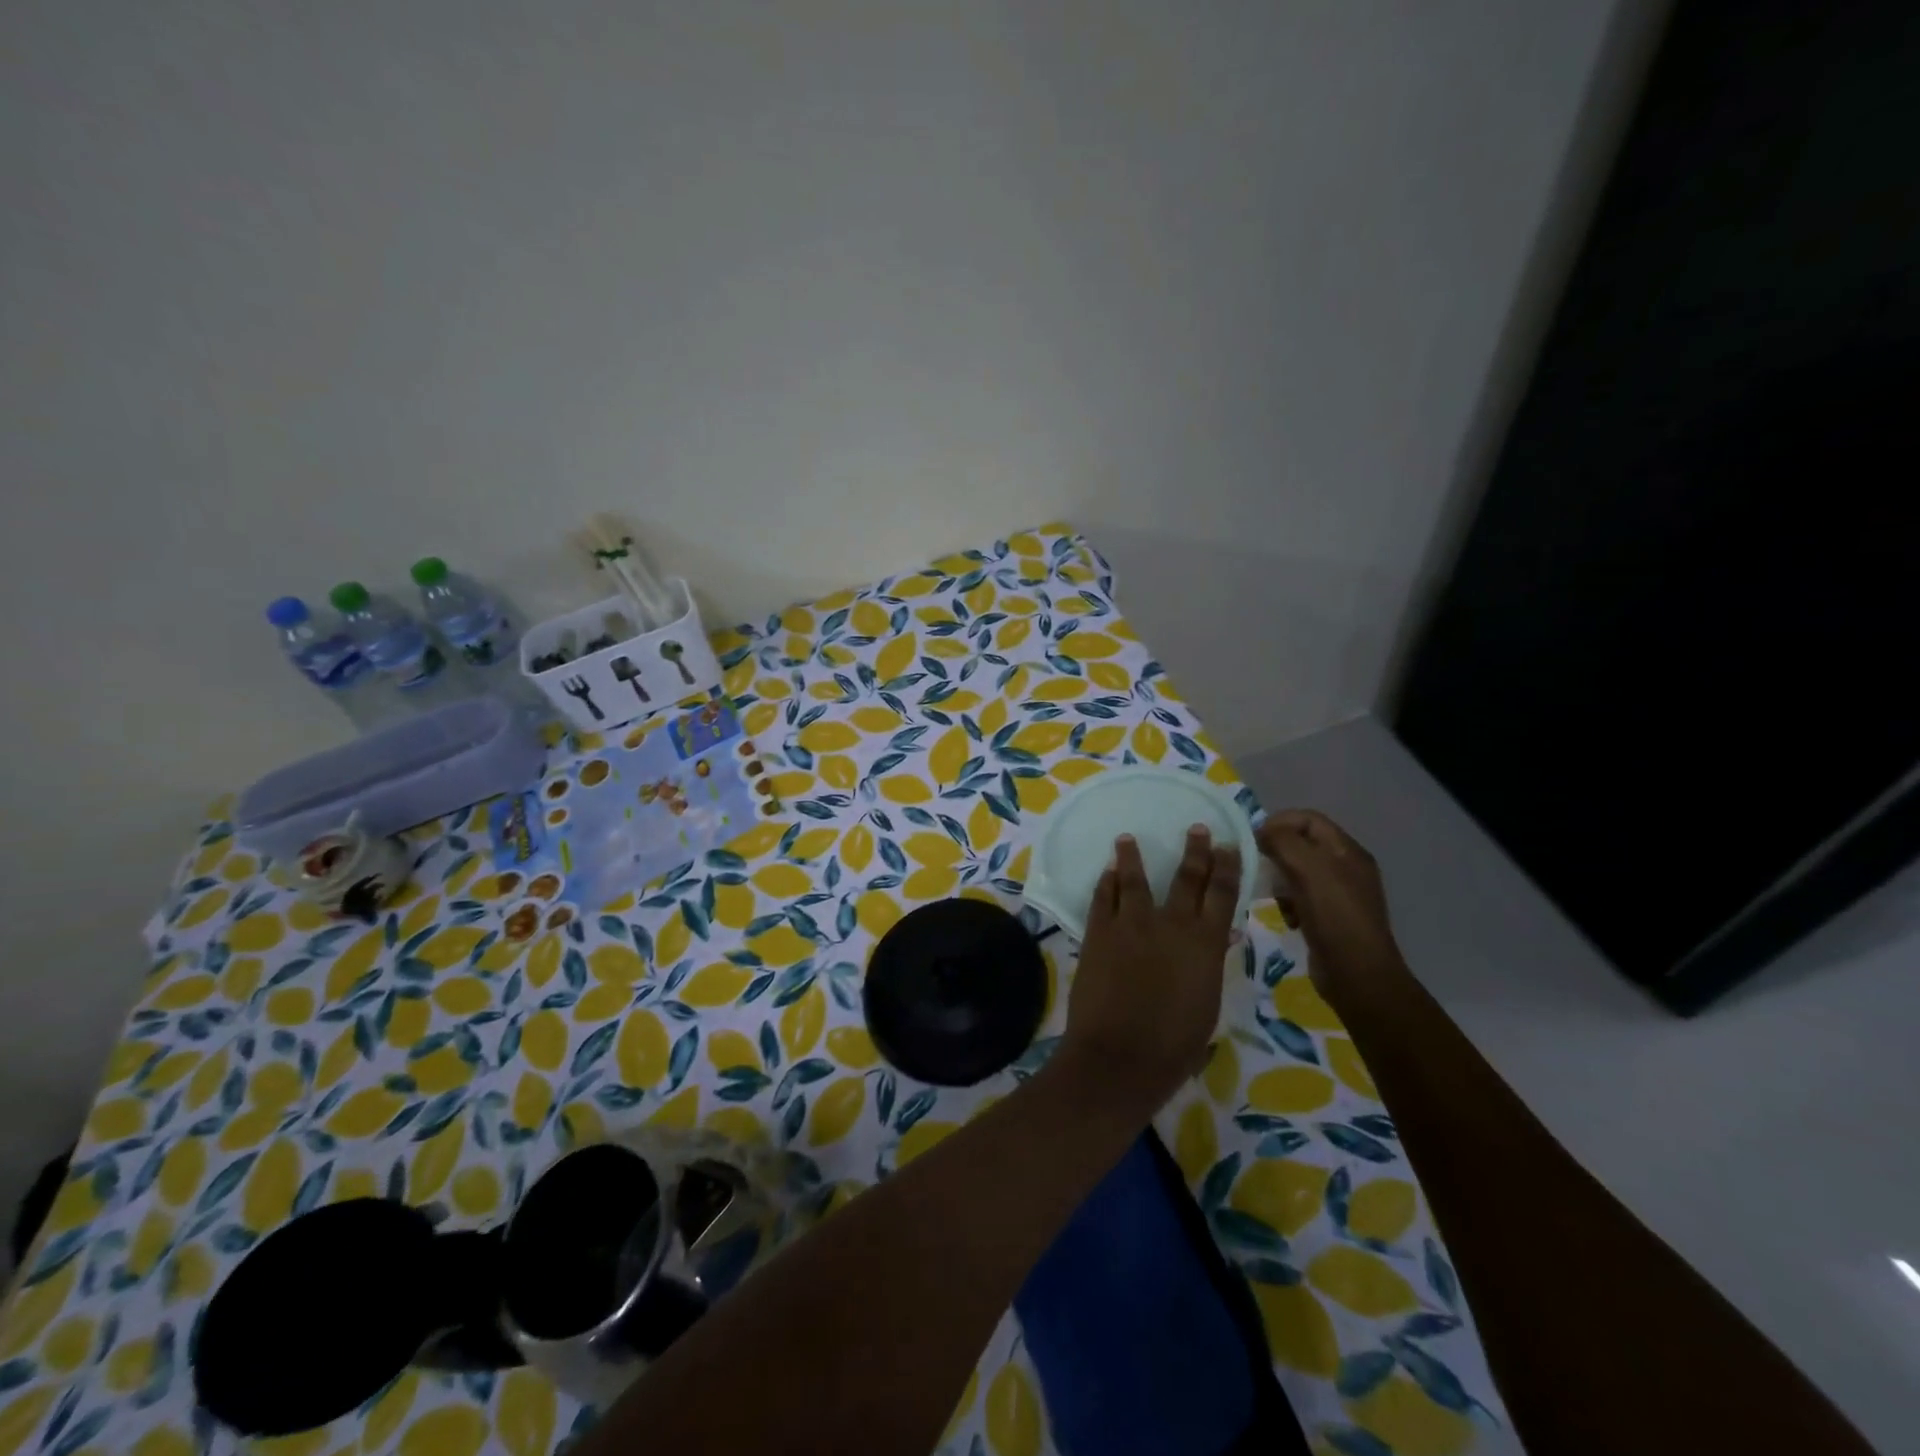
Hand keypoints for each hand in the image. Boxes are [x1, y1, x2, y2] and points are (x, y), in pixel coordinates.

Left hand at [1062, 827, 1240, 1109]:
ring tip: (1128, 838)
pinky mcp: (1098, 932)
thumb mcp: (1206, 1003)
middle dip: (1194, 851)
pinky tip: (1107, 871)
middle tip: (1196, 829)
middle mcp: (1170, 924)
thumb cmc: (1174, 1044)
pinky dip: (1106, 882)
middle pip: (1186, 878)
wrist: (1120, 1055)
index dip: (1227, 867)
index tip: (1227, 845)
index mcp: (1205, 943)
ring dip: (1132, 856)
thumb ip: (1211, 963)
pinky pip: (1103, 897)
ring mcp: (1131, 924)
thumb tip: (1221, 935)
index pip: (1222, 894)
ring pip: (1134, 878)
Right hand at [1255, 810, 1403, 1011]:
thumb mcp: (1309, 869)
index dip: (1279, 822)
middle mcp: (1346, 868)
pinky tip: (1286, 918)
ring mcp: (1338, 895)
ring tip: (1273, 896)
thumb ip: (1283, 842)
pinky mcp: (1329, 918)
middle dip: (1276, 853)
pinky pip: (1300, 898)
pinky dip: (1288, 903)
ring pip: (1297, 873)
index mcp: (1347, 851)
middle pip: (1301, 845)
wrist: (1358, 976)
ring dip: (1279, 881)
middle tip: (1256, 867)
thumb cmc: (1335, 916)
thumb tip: (1261, 832)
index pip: (1309, 819)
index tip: (1253, 839)